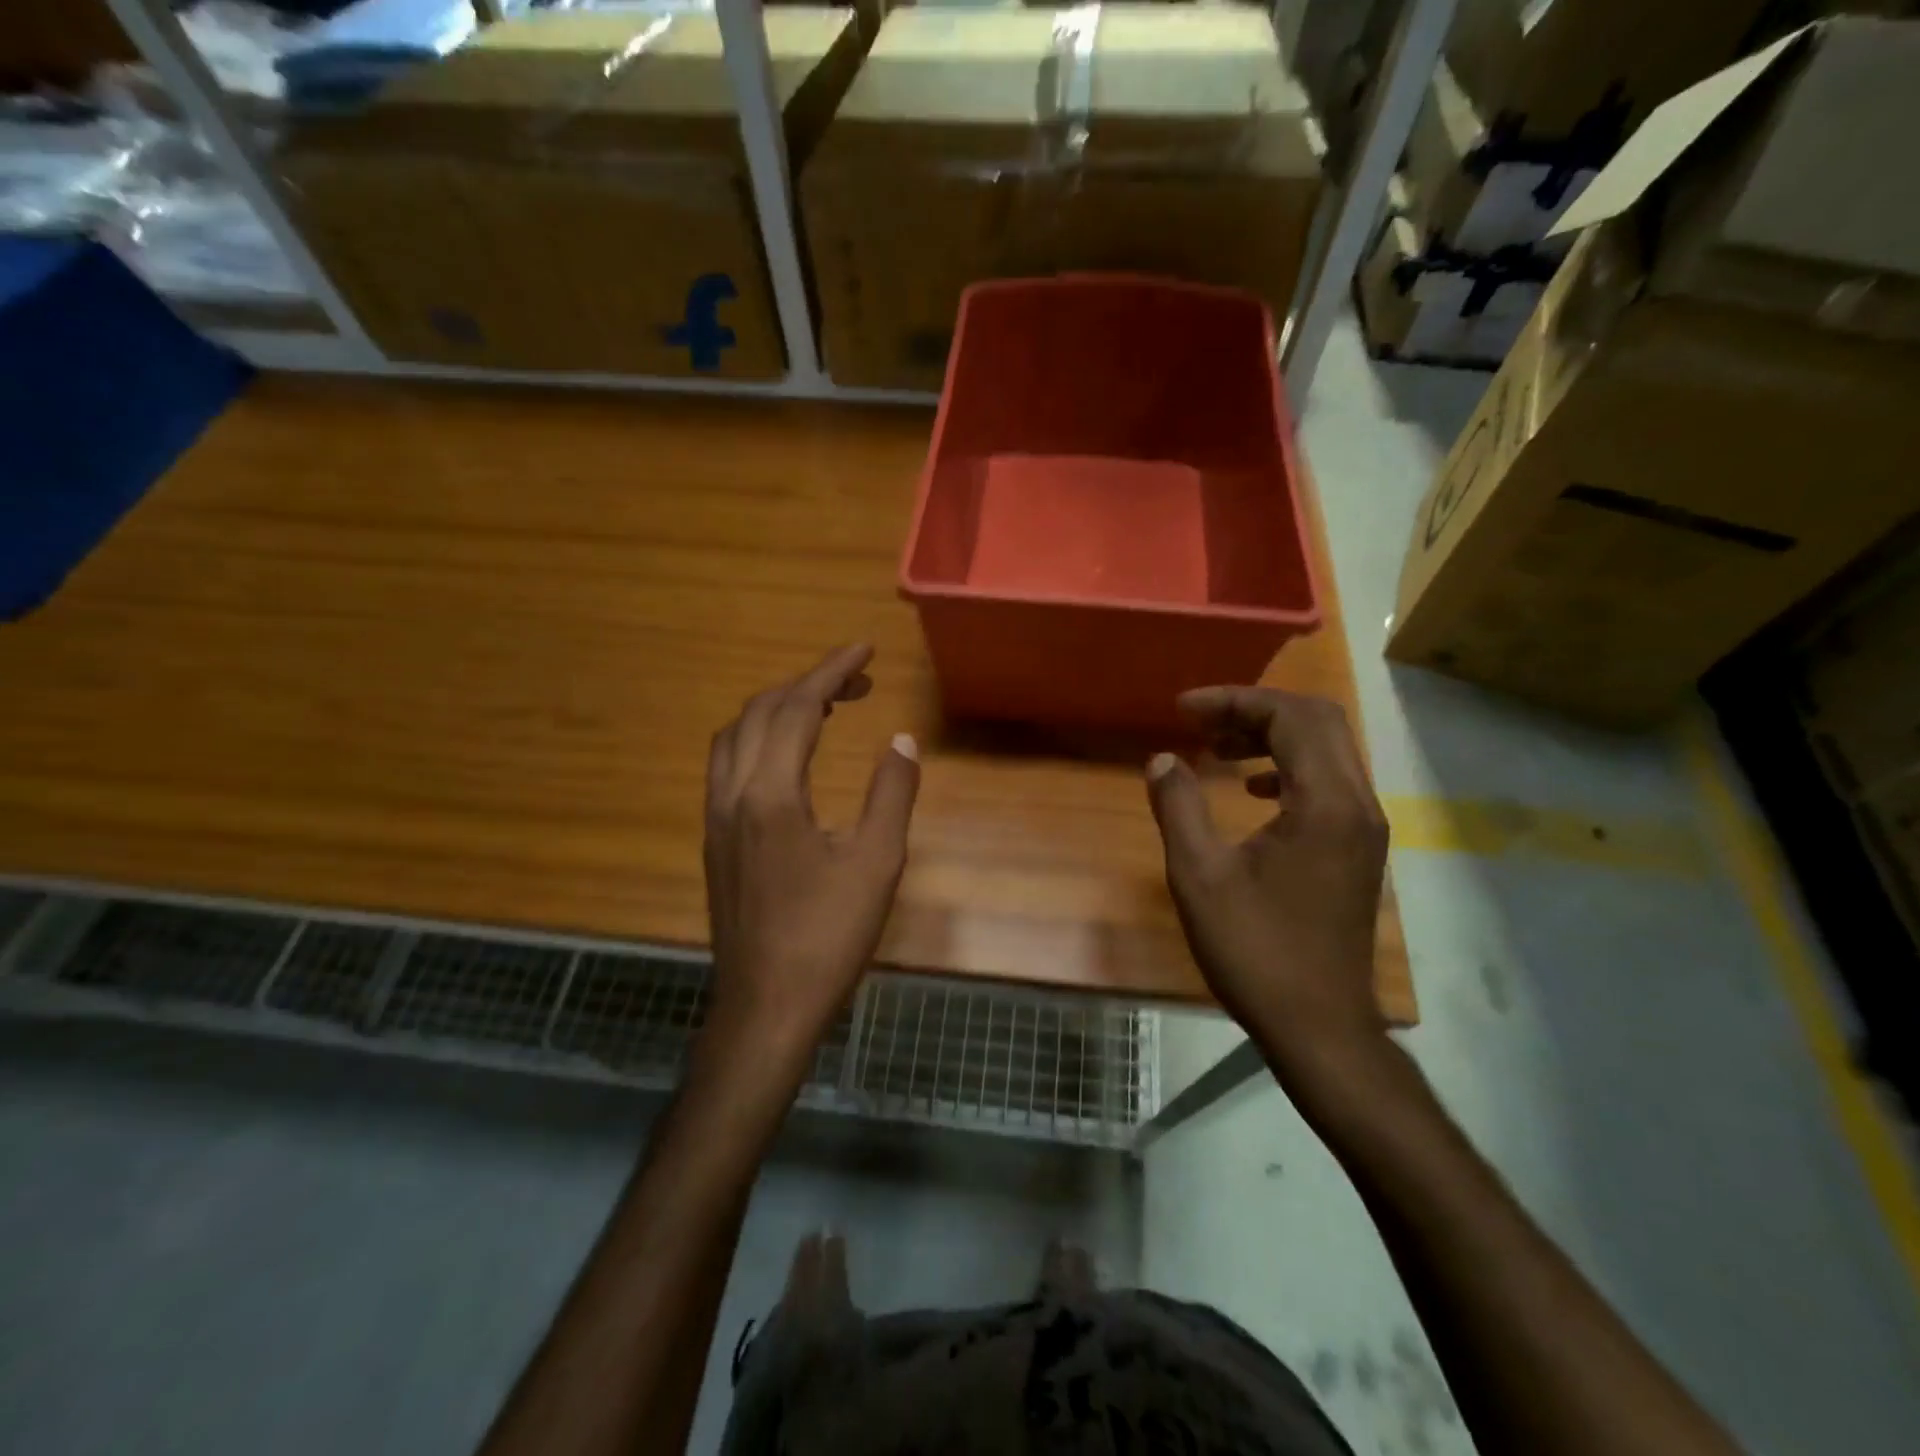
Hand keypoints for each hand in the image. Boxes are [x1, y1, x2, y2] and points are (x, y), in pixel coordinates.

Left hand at [702, 644, 919, 1068]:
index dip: (832, 671)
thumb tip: (901, 740)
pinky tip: (788, 759)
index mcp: (770, 795)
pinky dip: (758, 739)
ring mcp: (715, 819)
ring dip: (776, 709)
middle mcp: (732, 795)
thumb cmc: (827, 937)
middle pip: (760, 712)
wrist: (765, 1007)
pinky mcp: (714, 841)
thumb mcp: (877, 863)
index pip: (797, 708)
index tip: (864, 649)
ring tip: (823, 708)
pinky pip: (728, 765)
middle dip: (808, 684)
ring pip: (735, 737)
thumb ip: (891, 793)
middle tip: (857, 682)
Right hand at [1145, 687, 1389, 1085]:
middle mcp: (1358, 805)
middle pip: (1318, 721)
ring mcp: (1365, 828)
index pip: (1290, 717)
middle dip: (1255, 709)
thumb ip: (1179, 807)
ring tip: (1218, 749)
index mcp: (1325, 804)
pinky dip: (1288, 767)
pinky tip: (1252, 789)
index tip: (1182, 709)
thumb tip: (1163, 760)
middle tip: (1200, 721)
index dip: (1234, 700)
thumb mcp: (1199, 876)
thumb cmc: (1255, 951)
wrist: (1319, 1026)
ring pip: (1327, 750)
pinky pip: (1329, 781)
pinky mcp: (1358, 849)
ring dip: (1272, 735)